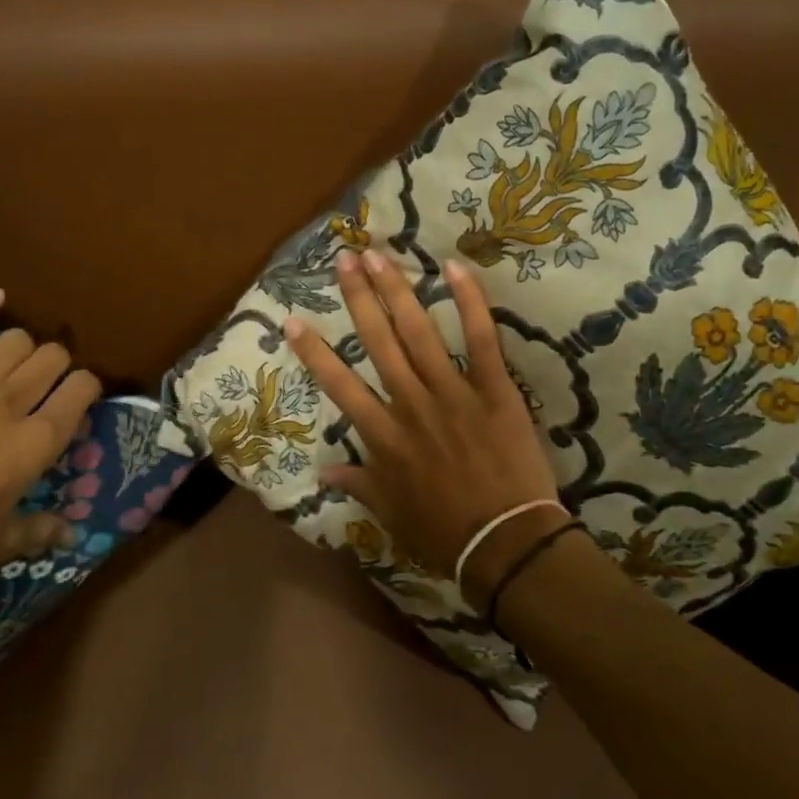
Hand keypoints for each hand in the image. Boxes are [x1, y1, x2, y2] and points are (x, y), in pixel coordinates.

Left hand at [0, 291, 101, 609]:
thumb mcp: (2, 543)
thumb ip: (41, 530)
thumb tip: (72, 536)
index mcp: (36, 442)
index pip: (82, 388)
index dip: (87, 388)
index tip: (79, 399)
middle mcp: (10, 403)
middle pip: (52, 357)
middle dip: (57, 366)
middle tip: (45, 385)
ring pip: (13, 341)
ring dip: (23, 349)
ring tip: (15, 364)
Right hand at [283, 250, 564, 604]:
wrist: (505, 544)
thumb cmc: (443, 531)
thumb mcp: (390, 512)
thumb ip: (358, 484)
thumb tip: (324, 472)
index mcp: (382, 435)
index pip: (339, 384)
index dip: (313, 351)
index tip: (293, 319)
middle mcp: (410, 404)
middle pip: (377, 342)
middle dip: (358, 297)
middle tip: (344, 258)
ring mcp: (452, 393)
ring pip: (418, 332)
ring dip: (396, 290)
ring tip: (379, 255)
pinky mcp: (494, 390)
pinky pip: (482, 339)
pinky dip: (470, 302)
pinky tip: (455, 268)